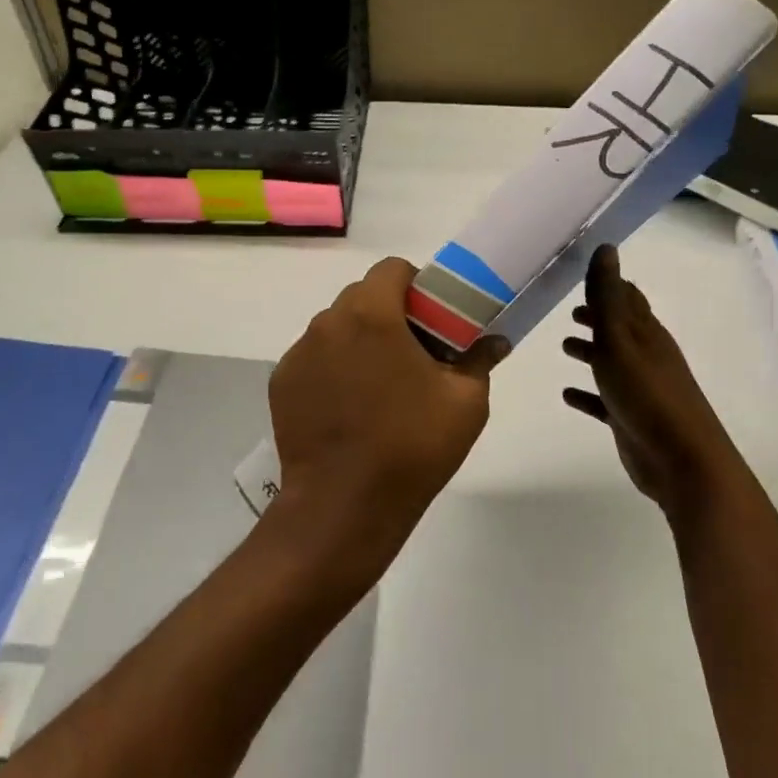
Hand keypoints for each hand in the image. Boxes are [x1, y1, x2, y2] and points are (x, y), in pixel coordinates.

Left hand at [269, 257, 508, 579]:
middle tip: (415, 354)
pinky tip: (350, 408)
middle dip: (390, 313)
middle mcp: (328, 322)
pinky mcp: (282, 382)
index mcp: (371, 314)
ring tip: (380, 386)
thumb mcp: (466, 402)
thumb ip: (479, 358)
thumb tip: (495, 340)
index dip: (418, 285)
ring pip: (337, 326)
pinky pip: (315, 357)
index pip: (393, 269)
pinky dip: (334, 367)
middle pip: (362, 295)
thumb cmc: (411, 447)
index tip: (433, 320)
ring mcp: (299, 353)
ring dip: (360, 340)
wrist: (342, 508)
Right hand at [562, 245, 740, 523]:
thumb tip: (606, 247)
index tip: (583, 273)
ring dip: (591, 352)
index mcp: (646, 333)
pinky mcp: (630, 418)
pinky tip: (567, 394)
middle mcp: (645, 355)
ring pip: (611, 362)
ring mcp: (639, 388)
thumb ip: (607, 296)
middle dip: (597, 317)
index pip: (627, 298)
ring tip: (565, 346)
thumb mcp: (620, 338)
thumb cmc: (647, 393)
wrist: (681, 460)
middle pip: (619, 328)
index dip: (608, 284)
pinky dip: (587, 394)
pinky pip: (603, 400)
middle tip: (571, 311)